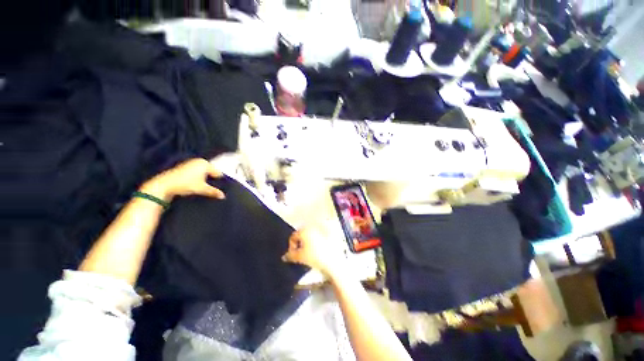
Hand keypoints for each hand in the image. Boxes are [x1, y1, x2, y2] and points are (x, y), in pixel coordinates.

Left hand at [140, 158, 224, 201]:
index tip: (220, 187)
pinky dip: (198, 177)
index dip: (219, 181)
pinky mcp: (184, 167)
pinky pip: (196, 172)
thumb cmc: (185, 184)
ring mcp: (191, 163)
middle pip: (211, 171)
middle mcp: (199, 161)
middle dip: (212, 179)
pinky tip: (195, 184)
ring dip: (204, 179)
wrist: (164, 185)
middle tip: (211, 187)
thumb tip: (223, 196)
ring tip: (203, 186)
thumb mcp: (202, 189)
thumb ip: (214, 192)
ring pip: (203, 172)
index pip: (218, 172)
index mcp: (205, 163)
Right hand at [282, 225, 346, 277]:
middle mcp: (312, 227)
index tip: (294, 255)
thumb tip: (284, 256)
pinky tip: (318, 251)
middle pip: (302, 234)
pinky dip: (316, 242)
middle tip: (301, 254)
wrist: (333, 261)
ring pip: (310, 235)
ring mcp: (321, 229)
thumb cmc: (315, 257)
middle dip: (300, 244)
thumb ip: (290, 255)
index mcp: (304, 230)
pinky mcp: (329, 233)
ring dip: (308, 243)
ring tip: (310, 253)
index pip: (293, 236)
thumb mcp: (300, 257)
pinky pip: (319, 236)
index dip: (291, 246)